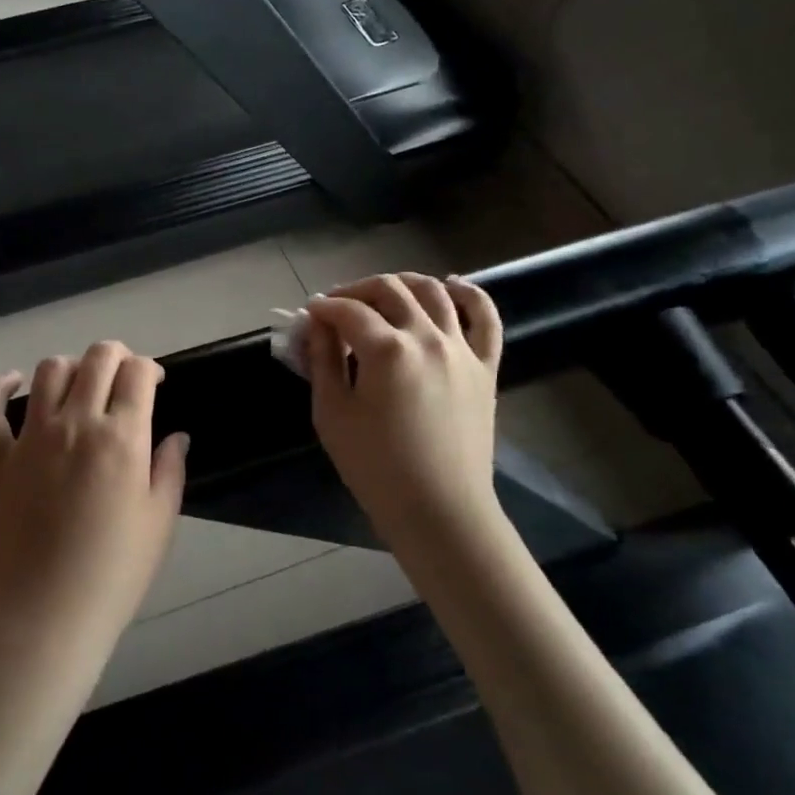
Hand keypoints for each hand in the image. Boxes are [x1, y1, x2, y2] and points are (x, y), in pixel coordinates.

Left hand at [0, 342, 188, 655]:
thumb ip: (169, 468)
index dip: (150, 367)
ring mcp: (31, 438)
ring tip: (82, 384)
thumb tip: (176, 436)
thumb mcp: (160, 520)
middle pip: (96, 358)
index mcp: (121, 437)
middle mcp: (75, 423)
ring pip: (49, 371)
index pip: (137, 372)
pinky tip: (11, 381)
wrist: (49, 614)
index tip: (154, 383)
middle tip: (124, 376)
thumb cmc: (116, 571)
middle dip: (116, 355)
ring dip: (71, 366)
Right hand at [305, 274, 504, 547]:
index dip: (323, 308)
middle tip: (337, 307)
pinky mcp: (485, 366)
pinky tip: (451, 285)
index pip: (348, 311)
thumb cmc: (376, 468)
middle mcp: (427, 337)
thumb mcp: (333, 414)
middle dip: (356, 290)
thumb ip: (322, 361)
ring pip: (434, 292)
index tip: (308, 315)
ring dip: (402, 283)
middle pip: (389, 290)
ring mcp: (462, 349)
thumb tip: (316, 325)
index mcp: (387, 350)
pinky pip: (485, 317)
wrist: (440, 511)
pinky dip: (469, 293)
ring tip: (382, 293)